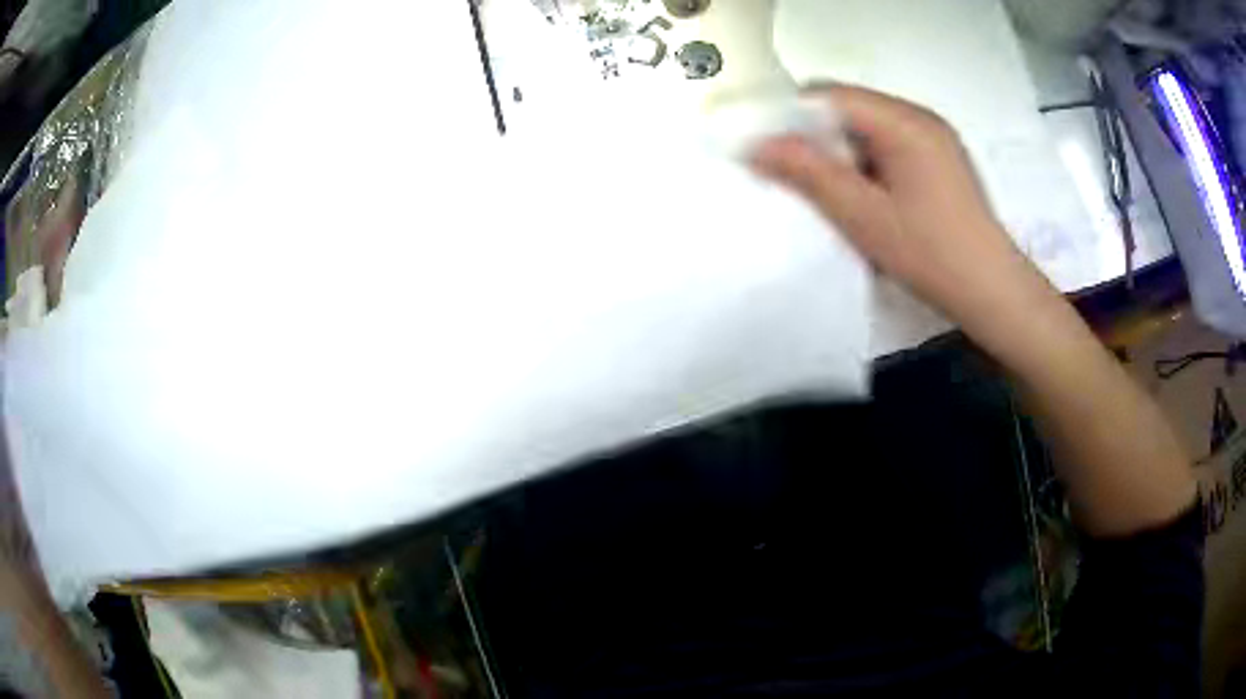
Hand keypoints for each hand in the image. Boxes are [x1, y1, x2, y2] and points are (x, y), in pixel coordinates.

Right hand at [752, 84, 1054, 345]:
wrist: (993, 293)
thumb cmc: (932, 254)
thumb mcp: (864, 216)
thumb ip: (809, 174)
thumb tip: (759, 145)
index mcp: (904, 121)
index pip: (830, 95)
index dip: (792, 117)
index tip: (768, 151)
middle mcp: (920, 118)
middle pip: (850, 109)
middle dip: (818, 139)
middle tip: (798, 180)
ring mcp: (935, 138)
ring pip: (868, 130)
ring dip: (843, 155)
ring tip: (837, 196)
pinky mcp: (941, 160)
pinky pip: (889, 147)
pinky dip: (868, 166)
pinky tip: (869, 200)